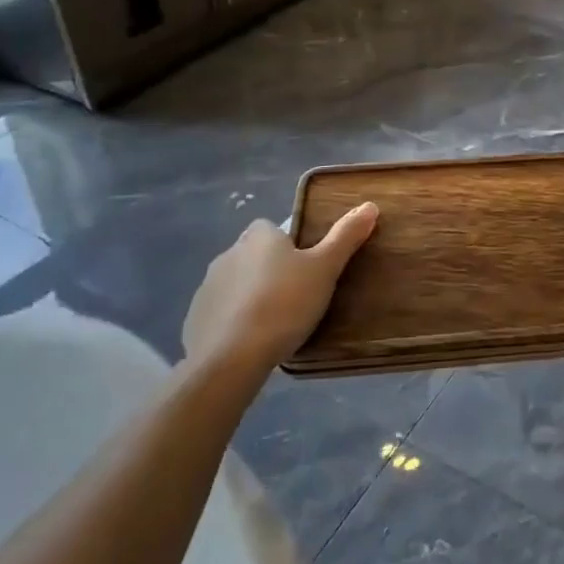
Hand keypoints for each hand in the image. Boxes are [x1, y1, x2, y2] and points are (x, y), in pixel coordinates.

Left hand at [183, 203, 378, 373]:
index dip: (288, 244)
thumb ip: (345, 237)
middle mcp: (228, 254)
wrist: (230, 358)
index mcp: (259, 237)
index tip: (305, 266)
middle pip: (253, 255)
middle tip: (296, 295)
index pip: (272, 228)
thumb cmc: (284, 304)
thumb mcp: (325, 269)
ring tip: (274, 323)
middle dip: (269, 270)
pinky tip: (249, 342)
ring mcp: (207, 288)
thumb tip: (369, 205)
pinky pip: (219, 313)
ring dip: (250, 295)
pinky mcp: (194, 320)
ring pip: (235, 284)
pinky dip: (232, 322)